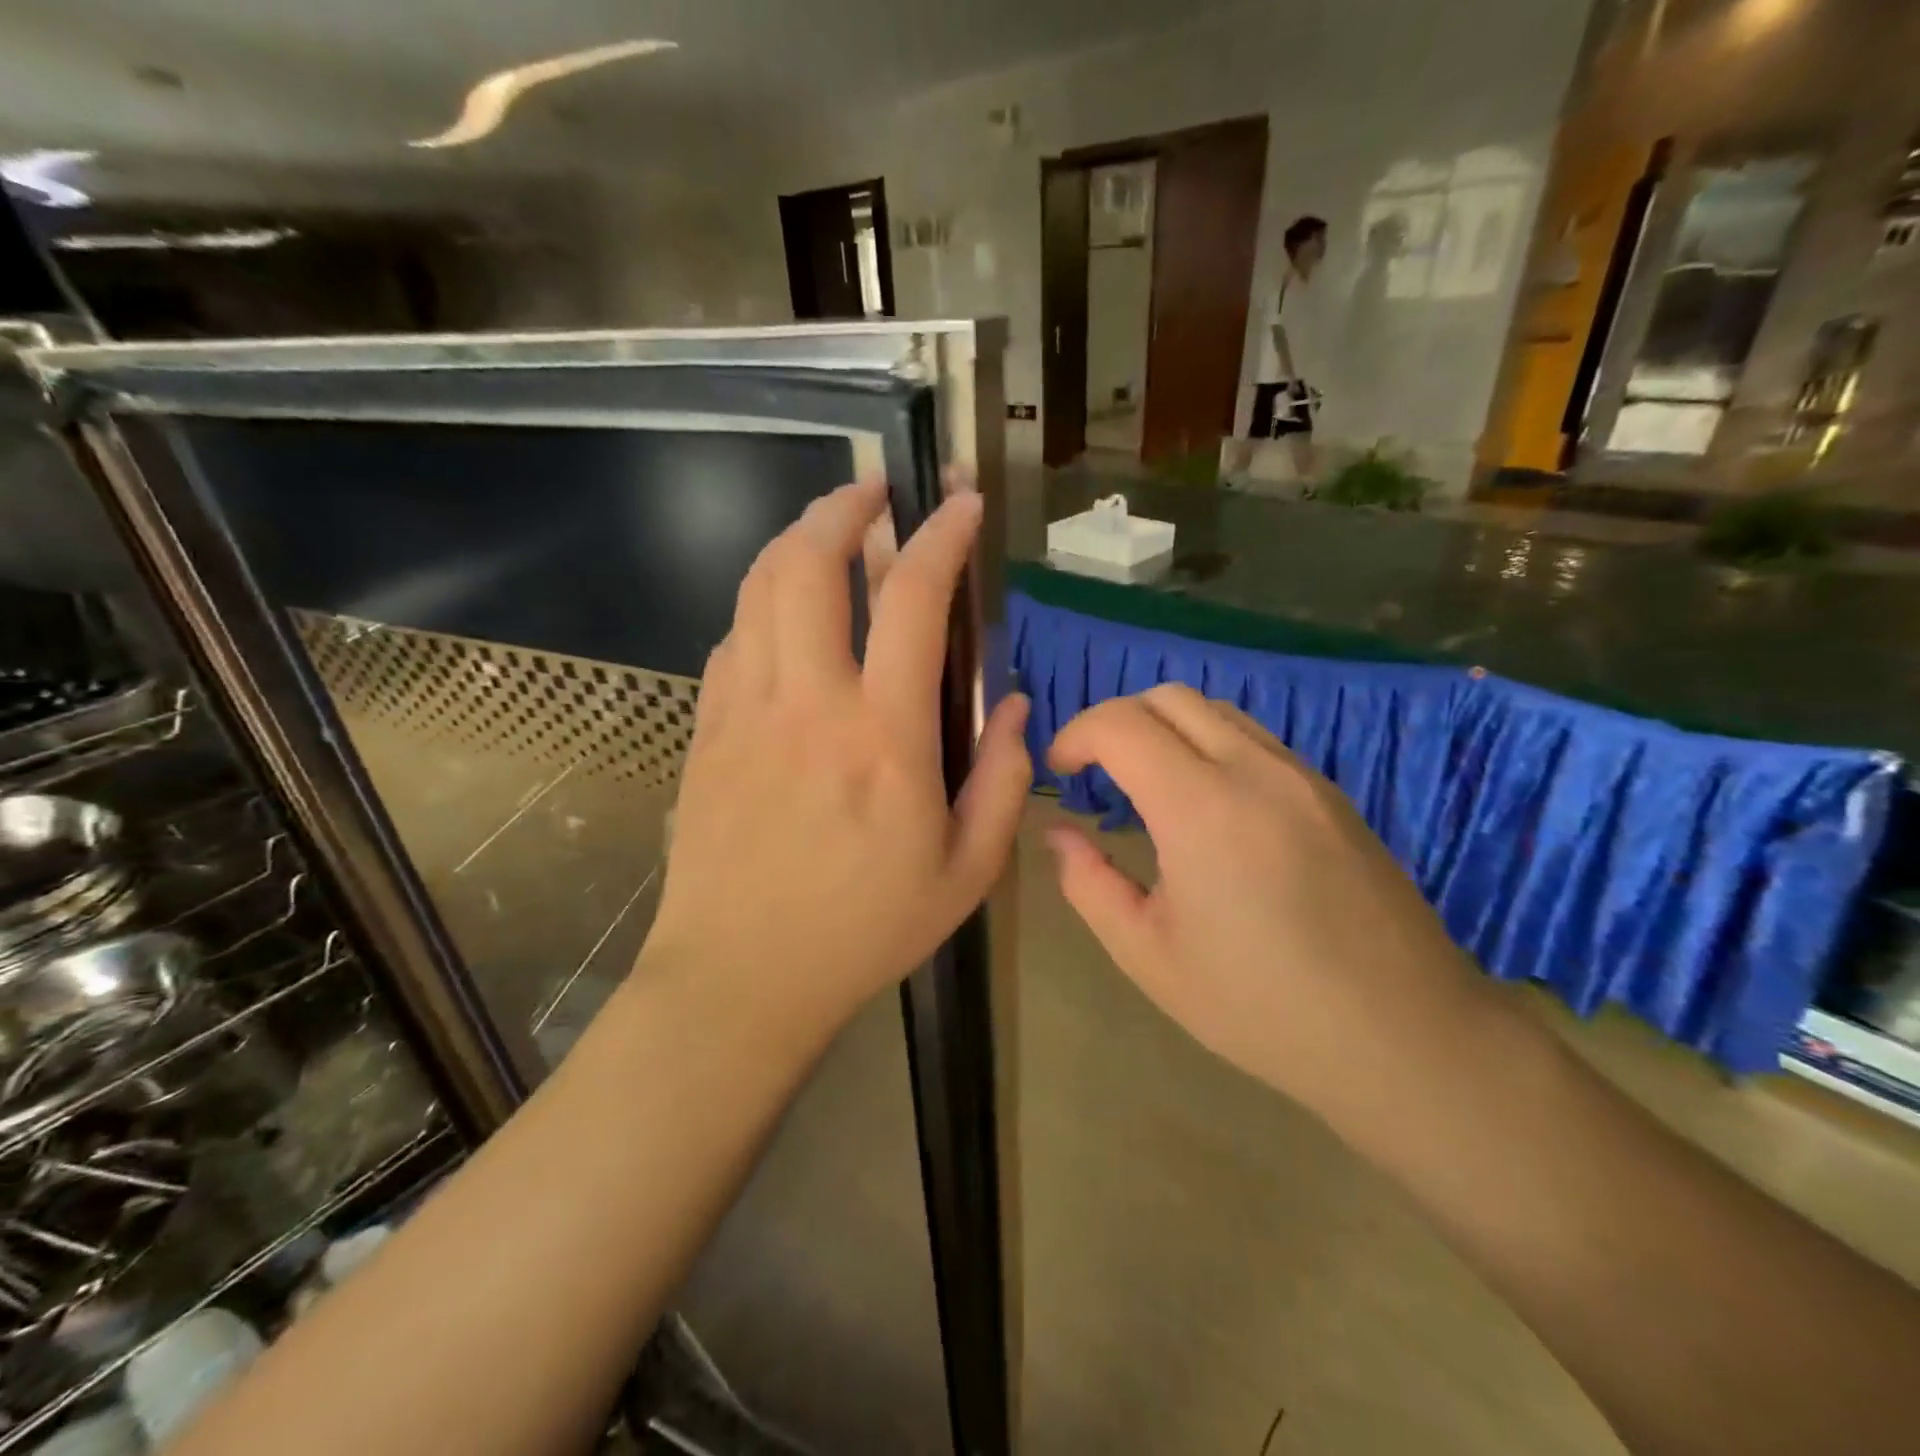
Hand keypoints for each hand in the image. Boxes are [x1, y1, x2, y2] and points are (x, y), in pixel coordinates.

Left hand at [643, 479, 1029, 1035]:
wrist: (740, 978)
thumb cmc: (863, 931)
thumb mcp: (965, 874)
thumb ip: (1004, 782)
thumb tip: (1019, 708)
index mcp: (884, 736)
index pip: (912, 599)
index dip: (942, 537)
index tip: (963, 505)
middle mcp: (808, 703)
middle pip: (809, 564)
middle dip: (843, 508)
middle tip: (874, 493)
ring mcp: (745, 711)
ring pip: (759, 588)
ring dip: (796, 541)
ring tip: (829, 532)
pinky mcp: (707, 731)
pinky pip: (733, 640)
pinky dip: (764, 605)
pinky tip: (786, 618)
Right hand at [1045, 684, 1483, 1112]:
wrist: (1404, 1037)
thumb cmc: (1261, 1006)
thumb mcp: (1148, 955)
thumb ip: (1088, 884)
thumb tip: (1059, 835)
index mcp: (1201, 808)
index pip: (1121, 723)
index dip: (1076, 734)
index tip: (1060, 770)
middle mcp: (1255, 770)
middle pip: (1168, 698)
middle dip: (1116, 721)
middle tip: (1097, 773)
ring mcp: (1303, 777)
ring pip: (1216, 711)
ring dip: (1166, 729)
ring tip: (1148, 785)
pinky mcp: (1332, 794)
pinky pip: (1256, 740)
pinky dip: (1210, 746)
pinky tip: (1208, 807)